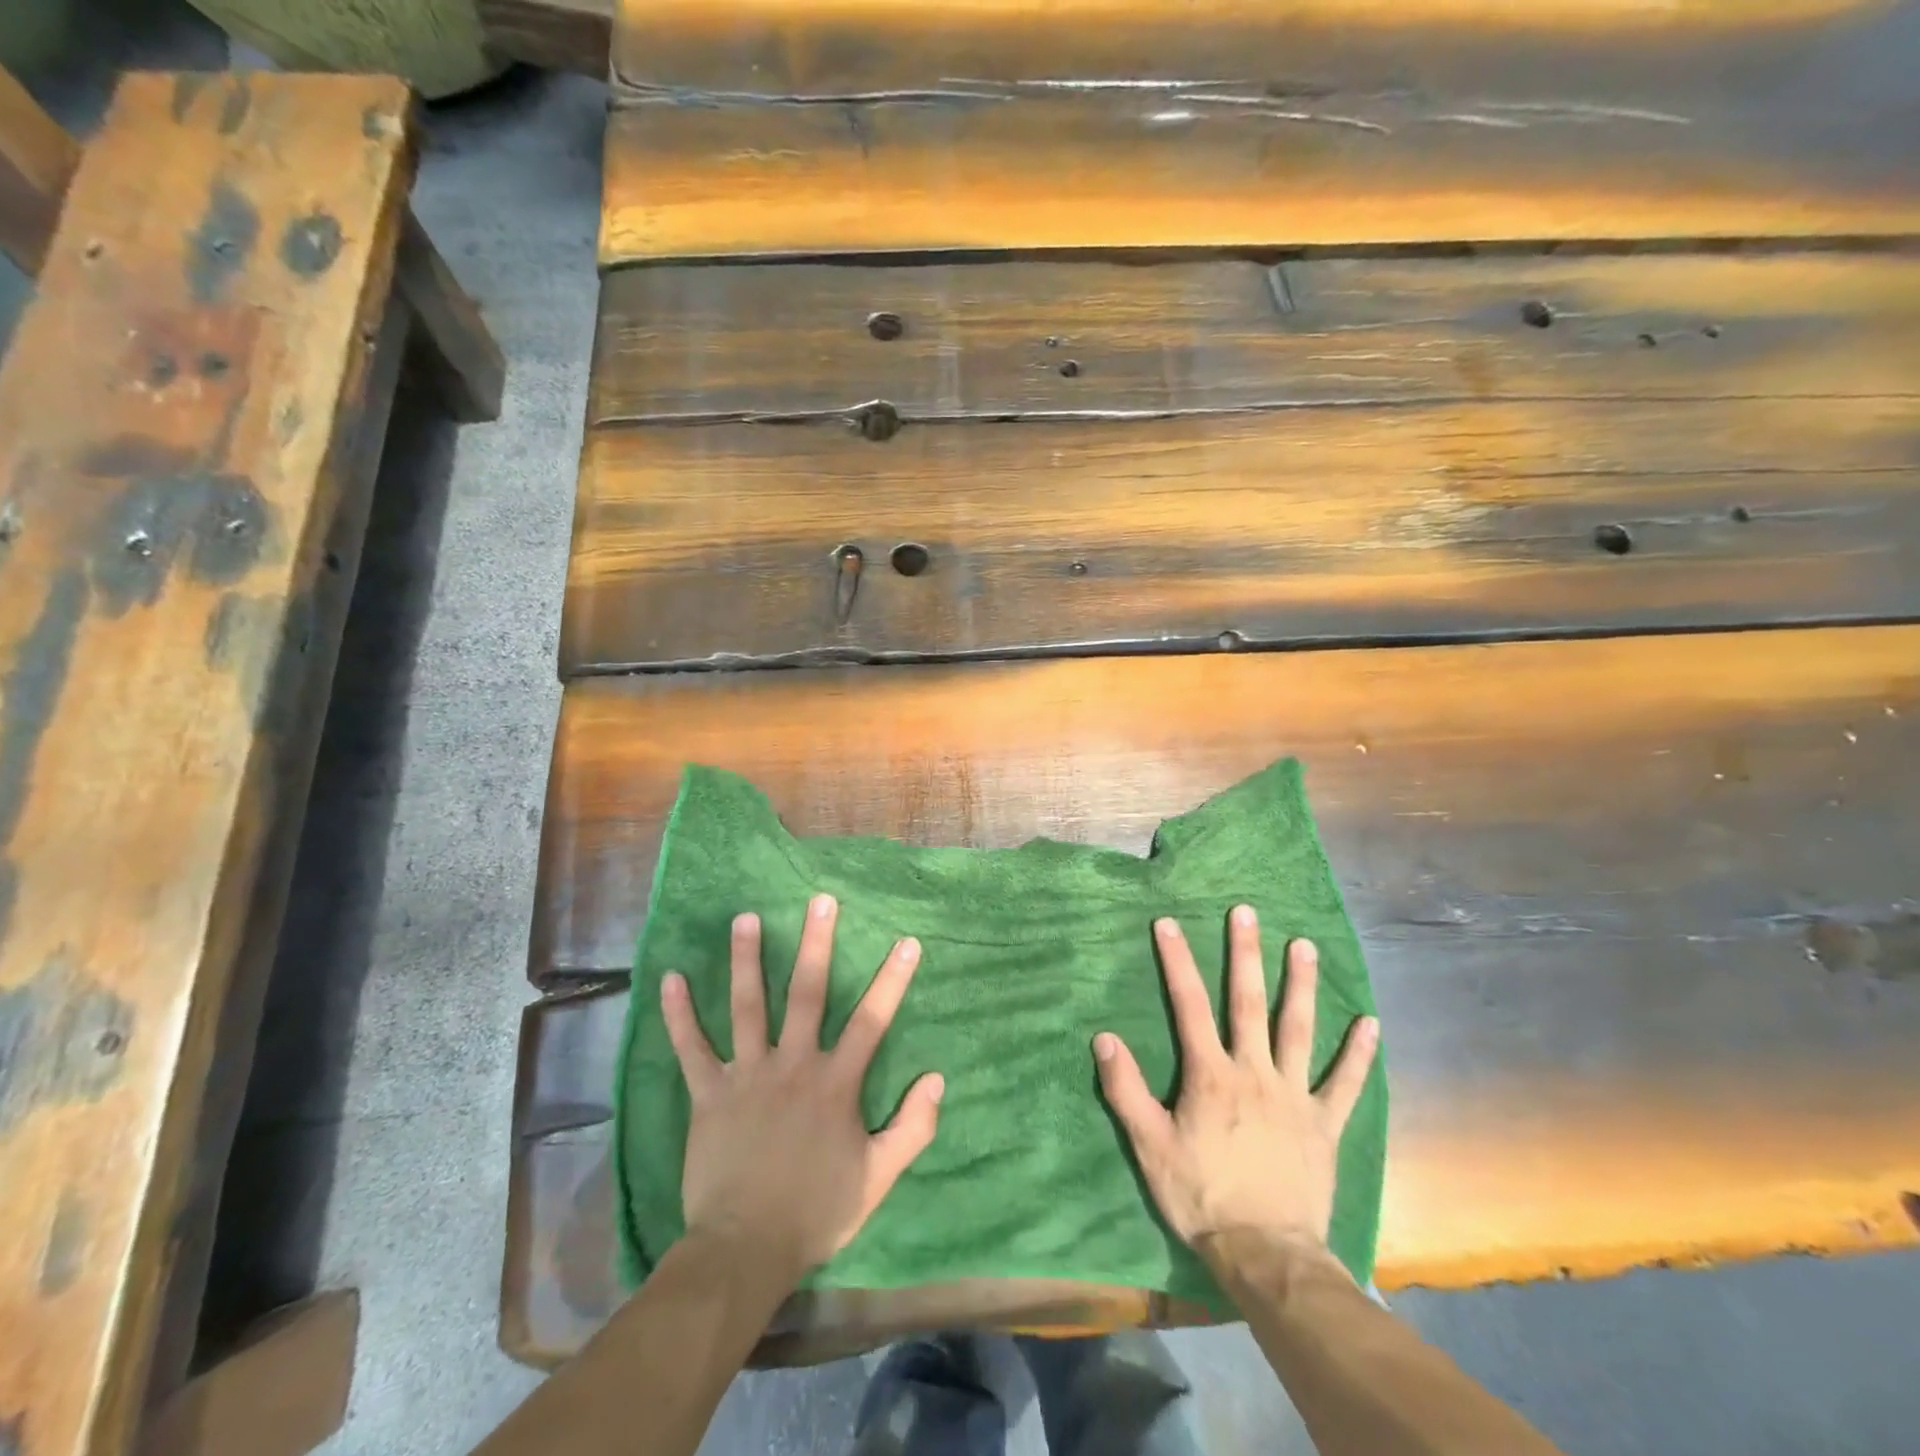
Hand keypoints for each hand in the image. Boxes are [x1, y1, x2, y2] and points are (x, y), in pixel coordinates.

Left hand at [660, 894, 943, 1284]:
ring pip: (748, 1006)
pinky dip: (679, 1014)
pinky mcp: (709, 1093)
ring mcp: (748, 1075)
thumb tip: (937, 1078)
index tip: (906, 941)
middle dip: (817, 945)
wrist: (744, 1250)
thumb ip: (912, 1127)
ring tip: (745, 918)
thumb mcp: (878, 1177)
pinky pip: (692, 1048)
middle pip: (808, 994)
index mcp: (835, 1084)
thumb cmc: (816, 1211)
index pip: (872, 1020)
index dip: (892, 979)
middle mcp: (793, 1065)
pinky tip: (670, 978)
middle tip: (820, 902)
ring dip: (746, 960)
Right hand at [1094, 907, 1377, 1266]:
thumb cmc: (1201, 1196)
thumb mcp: (1149, 1146)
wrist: (1265, 1255)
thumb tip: (1103, 1038)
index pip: (1189, 1005)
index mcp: (1210, 1075)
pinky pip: (1345, 1084)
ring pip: (1298, 1030)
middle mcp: (1254, 1073)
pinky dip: (1358, 1054)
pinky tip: (1370, 1023)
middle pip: (1248, 1003)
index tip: (1169, 924)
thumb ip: (1125, 1089)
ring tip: (1304, 945)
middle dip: (1245, 954)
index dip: (1177, 962)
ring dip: (1301, 986)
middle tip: (1247, 912)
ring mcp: (1294, 1096)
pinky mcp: (1324, 1125)